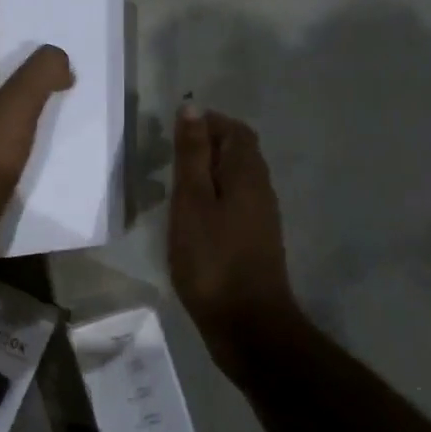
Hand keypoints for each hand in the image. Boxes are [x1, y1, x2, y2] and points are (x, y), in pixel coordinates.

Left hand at [0, 47, 74, 262]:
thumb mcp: (16, 105)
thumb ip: (40, 72)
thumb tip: (58, 57)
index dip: (19, 58)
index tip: (52, 67)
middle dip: (26, 93)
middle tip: (63, 96)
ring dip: (23, 127)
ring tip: (58, 128)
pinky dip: (15, 156)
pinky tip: (40, 161)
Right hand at [169, 104, 298, 377]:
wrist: (248, 324)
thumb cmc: (212, 259)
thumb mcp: (192, 201)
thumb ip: (191, 154)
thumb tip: (193, 108)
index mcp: (248, 174)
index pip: (234, 130)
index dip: (207, 122)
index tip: (172, 132)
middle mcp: (261, 189)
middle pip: (238, 152)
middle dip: (206, 145)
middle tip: (169, 156)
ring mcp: (261, 217)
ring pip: (236, 179)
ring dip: (208, 173)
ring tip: (174, 184)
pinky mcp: (255, 241)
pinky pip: (234, 203)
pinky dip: (213, 198)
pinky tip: (190, 217)